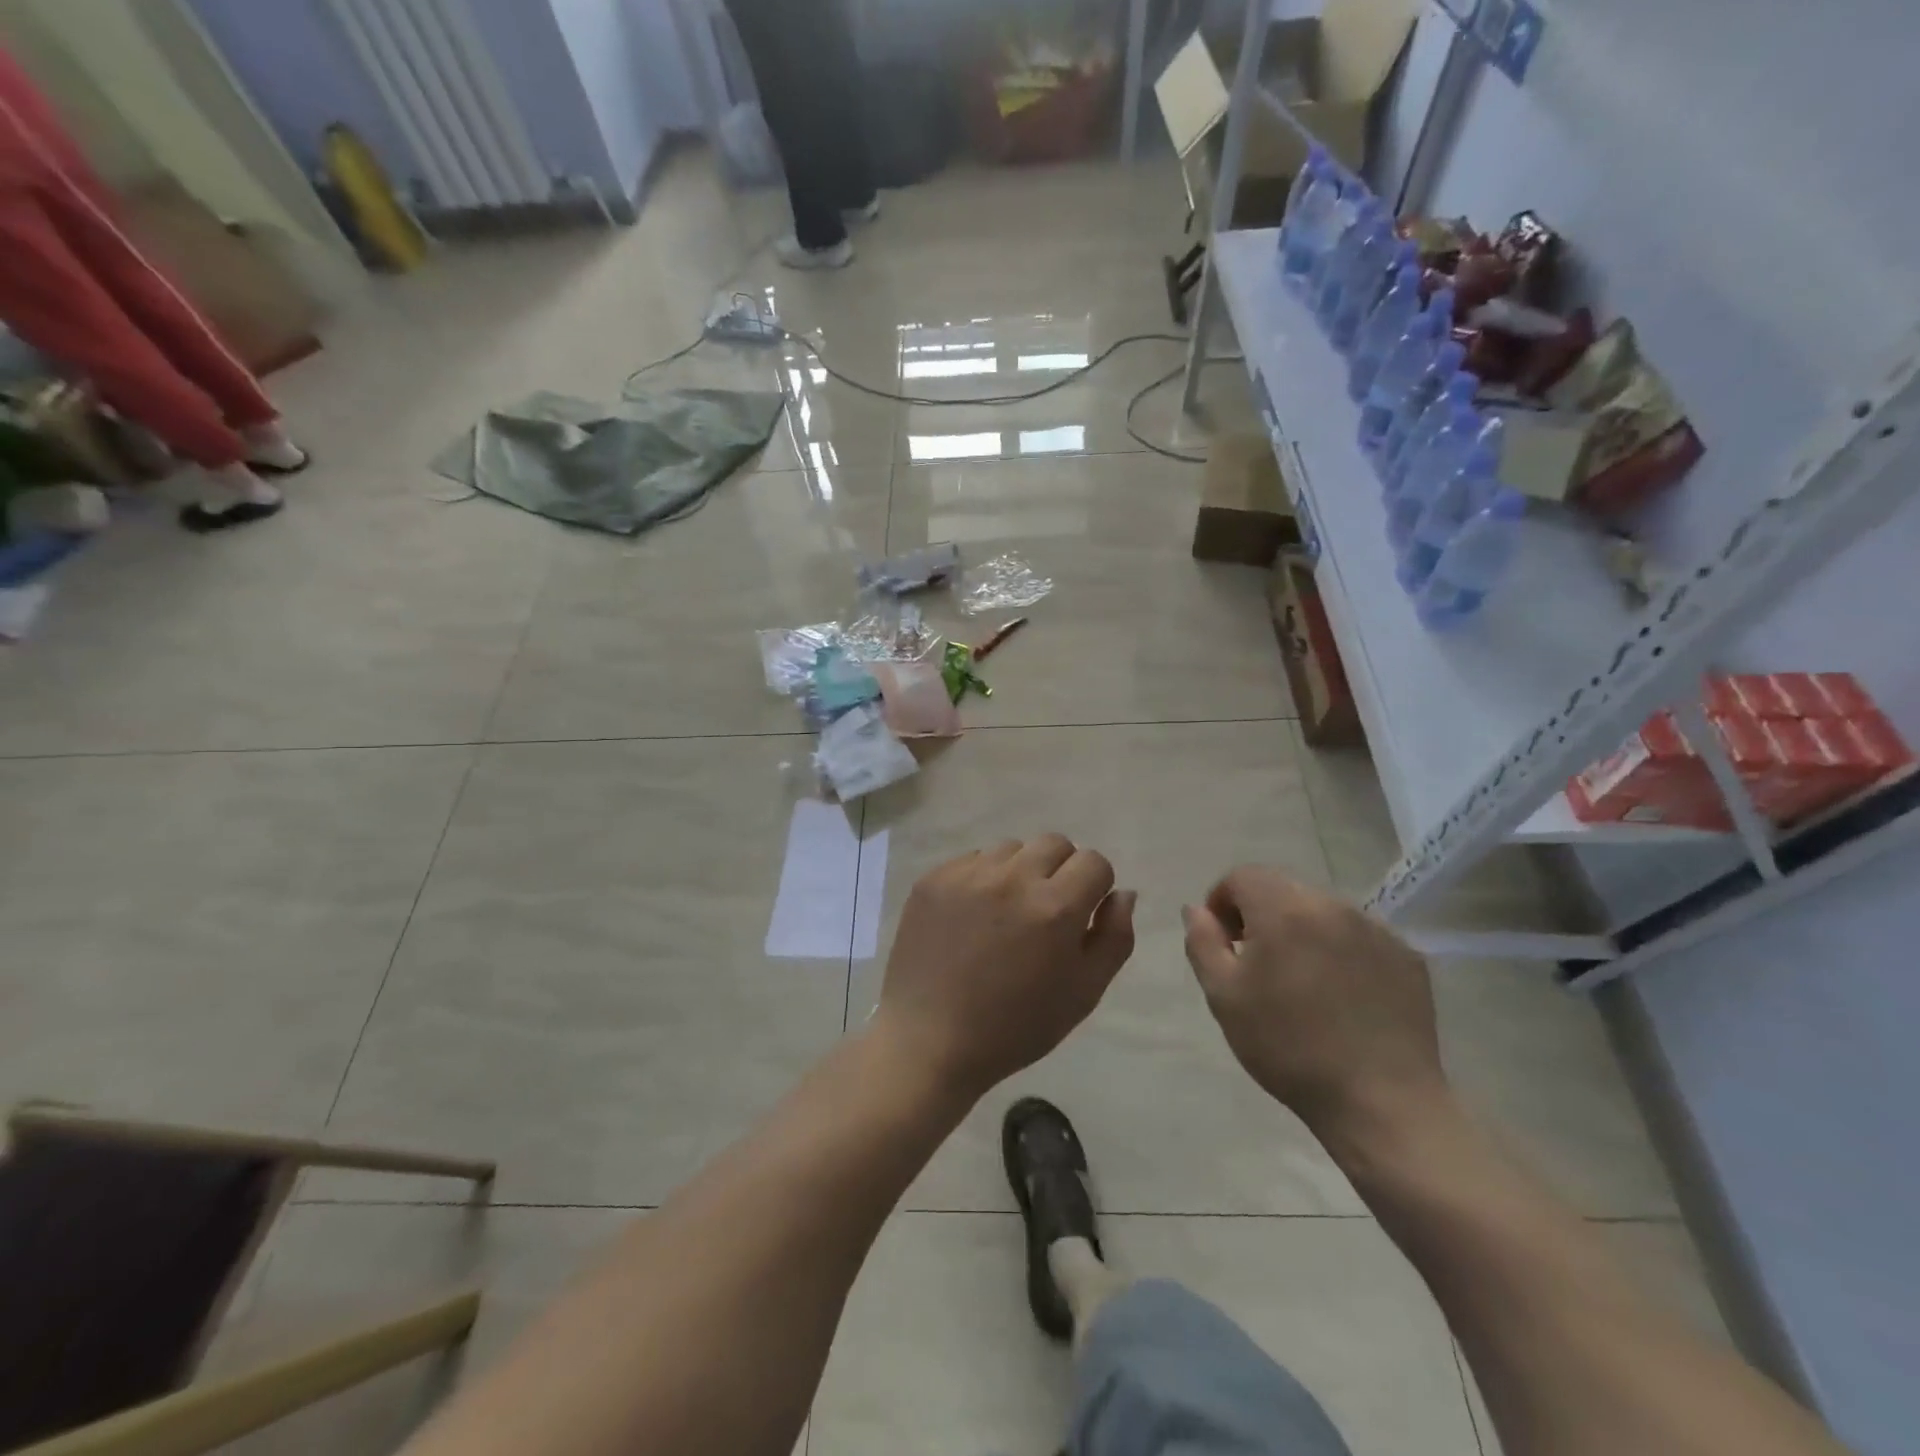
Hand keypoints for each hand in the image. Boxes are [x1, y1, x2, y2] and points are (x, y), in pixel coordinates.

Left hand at [876, 835, 1136, 1100]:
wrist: (930, 1040)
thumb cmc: (1015, 1026)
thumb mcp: (1083, 994)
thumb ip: (1114, 938)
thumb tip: (1123, 893)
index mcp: (1055, 907)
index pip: (1094, 862)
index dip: (1095, 887)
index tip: (1082, 915)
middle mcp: (1012, 877)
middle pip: (1054, 843)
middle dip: (1061, 871)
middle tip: (1045, 912)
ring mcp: (968, 874)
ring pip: (1012, 848)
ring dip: (1019, 871)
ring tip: (1005, 914)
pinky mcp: (934, 878)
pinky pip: (972, 860)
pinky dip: (982, 879)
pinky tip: (971, 917)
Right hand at [1182, 867, 1444, 1147]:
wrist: (1380, 1102)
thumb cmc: (1288, 1048)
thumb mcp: (1224, 996)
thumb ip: (1202, 942)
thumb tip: (1197, 909)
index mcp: (1285, 910)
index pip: (1243, 876)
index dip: (1223, 901)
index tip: (1223, 941)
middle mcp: (1333, 905)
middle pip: (1283, 889)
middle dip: (1261, 914)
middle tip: (1257, 963)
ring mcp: (1376, 929)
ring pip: (1322, 911)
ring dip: (1302, 931)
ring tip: (1301, 982)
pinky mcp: (1407, 957)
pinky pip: (1359, 936)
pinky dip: (1340, 950)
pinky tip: (1341, 996)